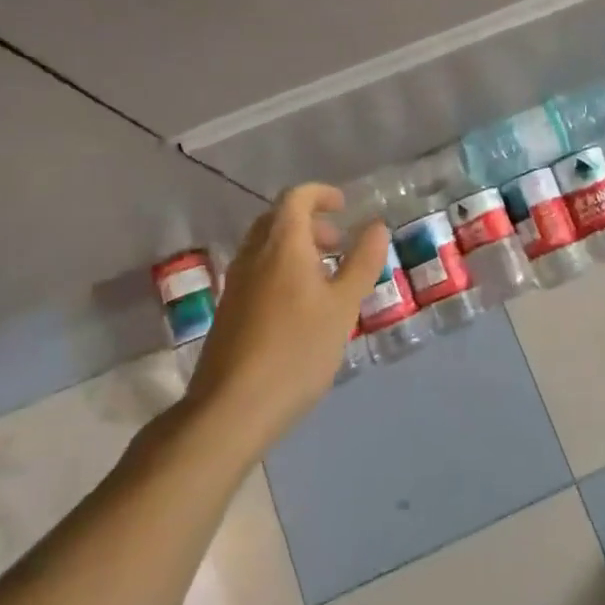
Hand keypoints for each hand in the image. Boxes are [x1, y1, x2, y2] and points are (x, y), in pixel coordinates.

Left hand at [183, 184, 388, 452]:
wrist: (230, 410)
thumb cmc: (296, 351)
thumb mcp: (343, 306)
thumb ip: (362, 262)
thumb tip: (377, 225)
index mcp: (281, 246)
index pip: (296, 198)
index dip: (321, 194)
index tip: (344, 207)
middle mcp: (252, 256)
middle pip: (277, 219)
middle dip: (310, 222)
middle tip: (338, 244)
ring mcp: (235, 284)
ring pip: (265, 247)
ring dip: (296, 248)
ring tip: (325, 278)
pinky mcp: (228, 311)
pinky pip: (257, 272)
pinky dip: (281, 270)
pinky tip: (300, 308)